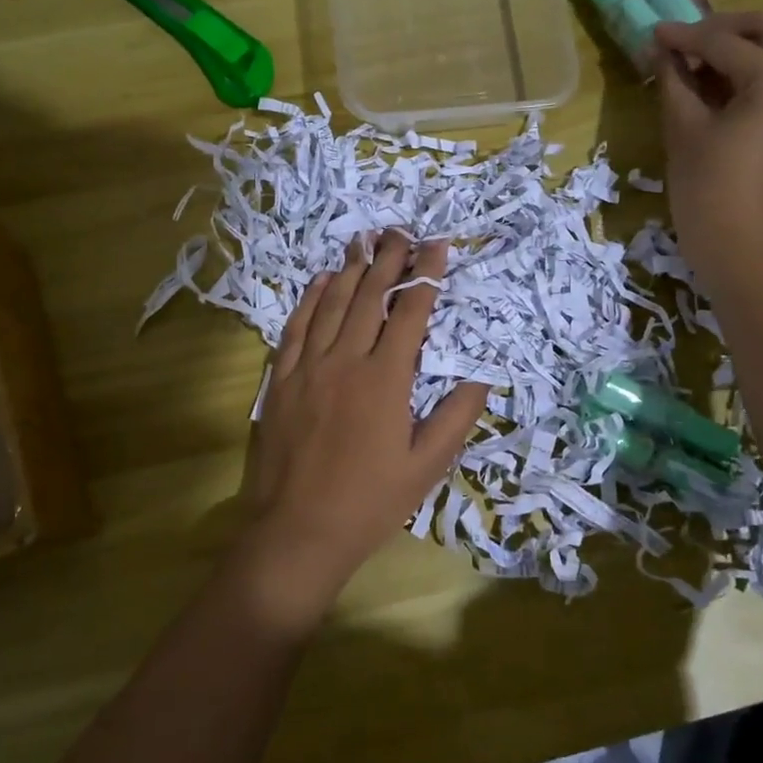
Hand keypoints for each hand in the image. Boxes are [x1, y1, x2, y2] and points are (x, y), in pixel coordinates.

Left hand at [238, 232, 488, 615]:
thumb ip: (456, 417)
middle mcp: (346, 361)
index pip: (410, 313)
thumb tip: (483, 376)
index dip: (426, 276)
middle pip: (370, 297)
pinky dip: (309, 299)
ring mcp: (308, 368)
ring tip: (363, 240)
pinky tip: (319, 281)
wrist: (297, 532)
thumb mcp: (426, 467)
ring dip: (349, 269)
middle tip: (400, 230)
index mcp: (386, 380)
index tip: (437, 246)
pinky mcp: (280, 380)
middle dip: (388, 260)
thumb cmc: (369, 503)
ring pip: (331, 304)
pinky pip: (295, 328)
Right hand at [655, 12, 762, 292]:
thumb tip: (660, 49)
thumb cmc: (707, 188)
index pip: (724, 42)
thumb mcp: (683, 128)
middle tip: (681, 41)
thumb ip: (674, 79)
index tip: (653, 32)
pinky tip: (717, 84)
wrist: (742, 247)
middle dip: (721, 29)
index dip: (684, 36)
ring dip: (738, 48)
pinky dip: (751, 71)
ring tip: (694, 64)